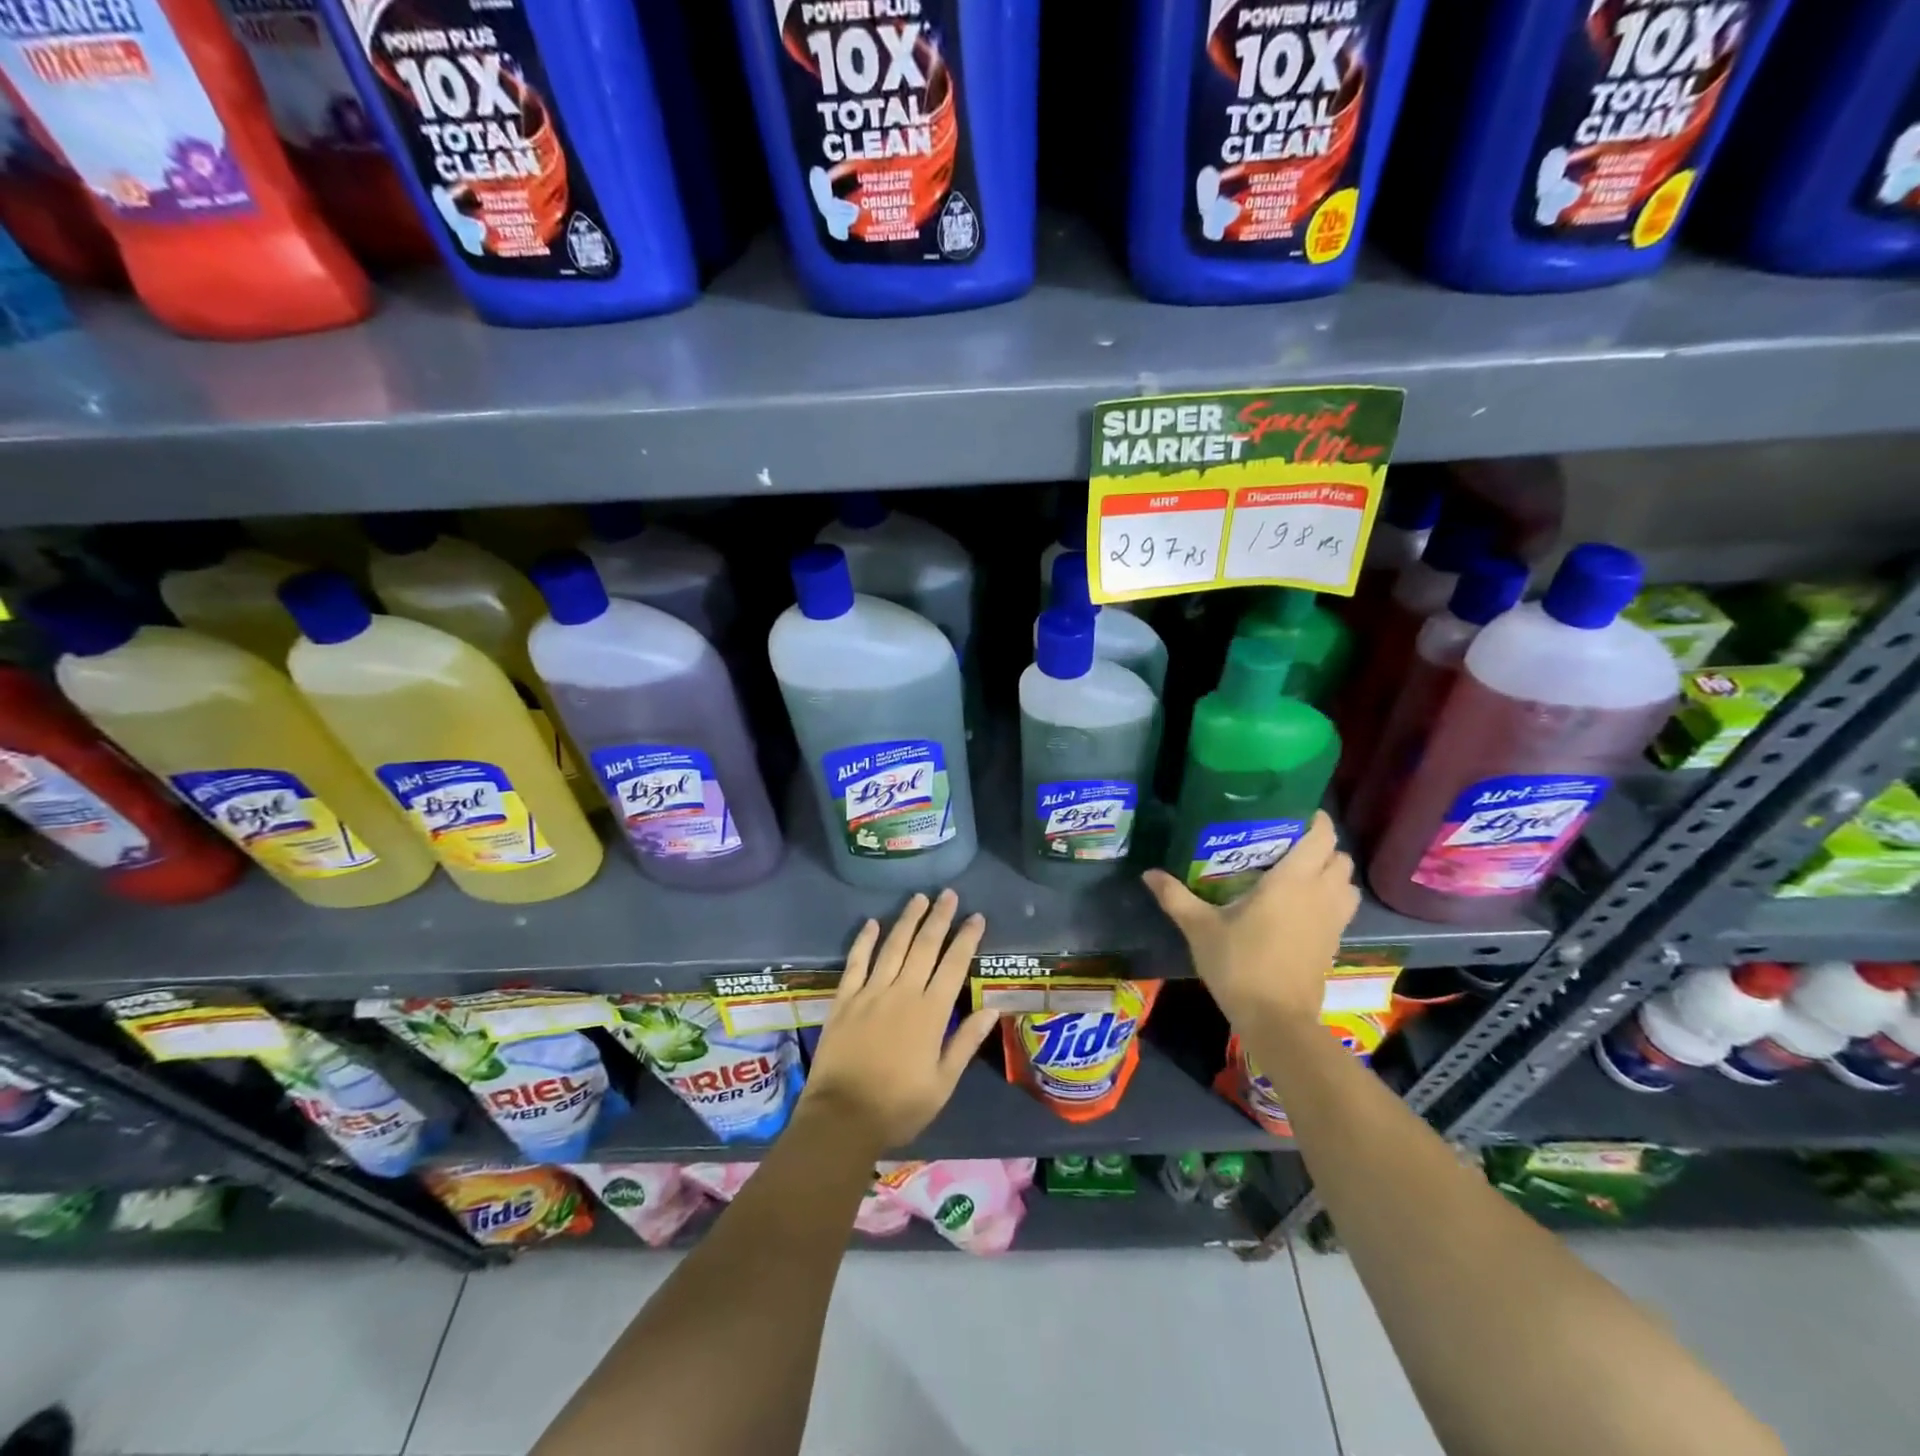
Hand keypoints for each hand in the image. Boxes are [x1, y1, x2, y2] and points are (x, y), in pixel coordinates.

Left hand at [800, 889, 999, 1153]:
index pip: (953, 965)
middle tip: (949, 894)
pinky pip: (856, 962)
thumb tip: (991, 1009)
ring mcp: (870, 993)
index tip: (976, 917)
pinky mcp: (844, 999)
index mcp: (930, 1013)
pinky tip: (872, 922)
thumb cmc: (899, 1106)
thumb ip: (965, 1042)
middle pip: (924, 946)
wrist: (842, 1118)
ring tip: (918, 898)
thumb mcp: (942, 1082)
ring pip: (892, 947)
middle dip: (939, 918)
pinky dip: (864, 940)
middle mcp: (902, 993)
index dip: (966, 939)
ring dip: (907, 920)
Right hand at [1142, 811, 1358, 1028]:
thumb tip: (1148, 873)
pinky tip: (1301, 907)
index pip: (1320, 836)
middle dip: (1321, 847)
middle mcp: (1320, 894)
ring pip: (1347, 884)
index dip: (1313, 820)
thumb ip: (1175, 896)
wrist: (1276, 1020)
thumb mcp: (1200, 928)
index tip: (1292, 813)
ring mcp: (1332, 921)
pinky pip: (1343, 908)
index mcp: (1292, 881)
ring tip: (1299, 874)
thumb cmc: (1239, 965)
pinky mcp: (1335, 943)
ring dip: (1332, 874)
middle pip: (1339, 857)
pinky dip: (1332, 899)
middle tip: (1287, 845)